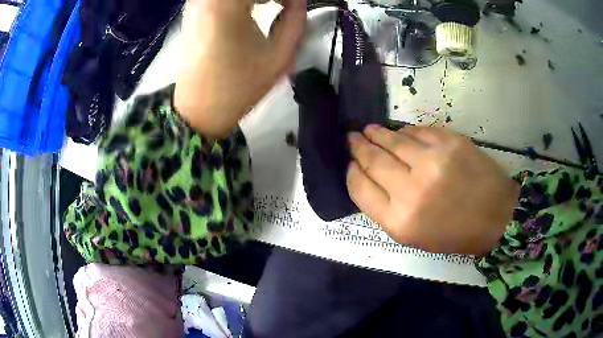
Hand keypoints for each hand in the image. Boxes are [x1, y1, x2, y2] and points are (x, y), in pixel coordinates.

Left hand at [175, 0, 305, 137]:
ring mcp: (197, 2)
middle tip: (287, 5)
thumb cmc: (238, 87)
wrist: (199, 110)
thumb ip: (296, 19)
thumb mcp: (279, 55)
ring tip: (275, 4)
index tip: (296, 4)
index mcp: (226, 5)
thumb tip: (298, 0)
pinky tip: (255, 5)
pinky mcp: (194, 9)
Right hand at [347, 125, 519, 255]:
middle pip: (373, 160)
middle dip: (358, 147)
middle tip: (351, 138)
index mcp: (399, 221)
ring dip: (376, 134)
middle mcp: (411, 190)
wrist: (495, 217)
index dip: (351, 172)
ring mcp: (432, 162)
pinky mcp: (450, 142)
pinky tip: (400, 133)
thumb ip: (386, 210)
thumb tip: (369, 178)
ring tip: (368, 130)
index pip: (360, 188)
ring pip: (392, 140)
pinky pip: (417, 131)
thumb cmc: (454, 234)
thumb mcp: (413, 236)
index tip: (350, 164)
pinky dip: (404, 131)